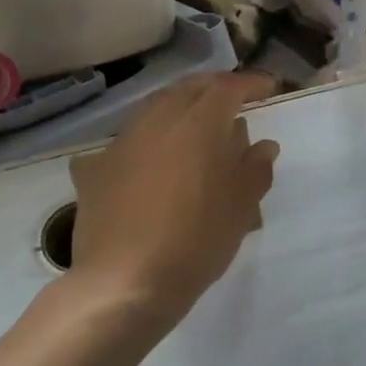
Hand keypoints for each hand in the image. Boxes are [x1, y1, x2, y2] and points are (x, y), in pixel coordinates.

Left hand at [68, 72, 279, 329]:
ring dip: (179, 107)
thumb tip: (263, 145)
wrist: (125, 282)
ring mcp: (122, 143)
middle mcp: (158, 121)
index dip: (250, 83)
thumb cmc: (196, 242)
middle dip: (214, 88)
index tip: (268, 87)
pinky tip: (151, 158)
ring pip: (154, 109)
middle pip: (188, 89)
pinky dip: (148, 139)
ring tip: (195, 124)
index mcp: (199, 125)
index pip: (228, 88)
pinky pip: (128, 140)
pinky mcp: (97, 168)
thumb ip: (255, 169)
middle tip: (233, 99)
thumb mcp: (240, 208)